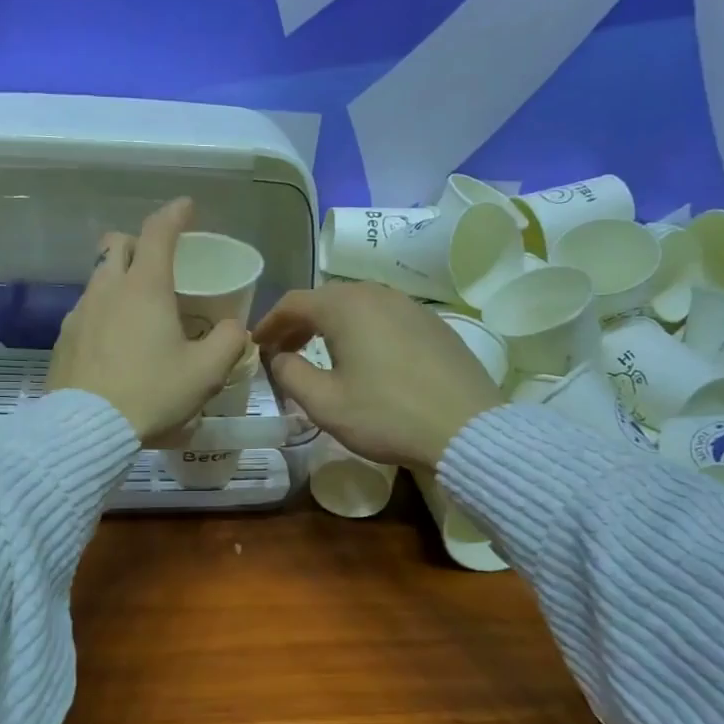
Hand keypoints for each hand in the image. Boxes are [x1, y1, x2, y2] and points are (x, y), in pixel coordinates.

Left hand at [49, 198, 249, 442]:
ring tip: (139, 310)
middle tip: (159, 263)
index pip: (158, 232)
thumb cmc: (152, 393)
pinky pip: (86, 310)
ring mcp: (79, 313)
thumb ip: (228, 342)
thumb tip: (234, 328)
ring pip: (98, 277)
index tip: (187, 207)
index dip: (175, 214)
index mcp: (145, 287)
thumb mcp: (206, 373)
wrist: (86, 429)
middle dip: (138, 242)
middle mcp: (107, 289)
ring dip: (119, 279)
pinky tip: (115, 342)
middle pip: (116, 244)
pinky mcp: (63, 339)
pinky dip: (104, 311)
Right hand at [254, 281, 503, 468]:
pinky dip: (363, 330)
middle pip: (326, 298)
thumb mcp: (325, 403)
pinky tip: (366, 358)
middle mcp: (378, 294)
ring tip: (321, 354)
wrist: (466, 429)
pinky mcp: (434, 324)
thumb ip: (290, 374)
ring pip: (358, 305)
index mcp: (347, 306)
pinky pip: (386, 317)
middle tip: (284, 350)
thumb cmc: (387, 416)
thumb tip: (279, 358)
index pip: (294, 302)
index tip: (257, 345)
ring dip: (332, 325)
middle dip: (299, 322)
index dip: (270, 322)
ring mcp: (411, 306)